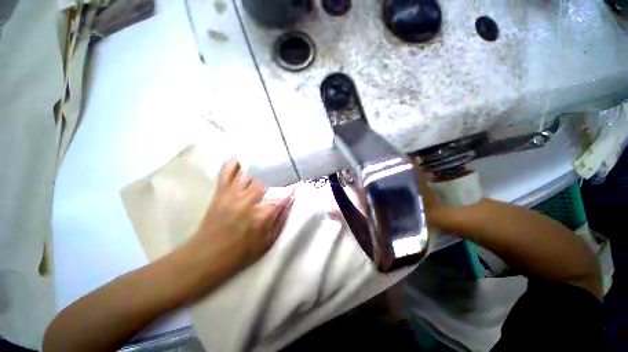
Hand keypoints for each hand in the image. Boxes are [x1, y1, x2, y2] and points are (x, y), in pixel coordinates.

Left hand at [187, 157, 294, 274]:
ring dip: (260, 161)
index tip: (297, 181)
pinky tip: (243, 155)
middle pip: (267, 177)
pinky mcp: (220, 192)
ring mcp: (233, 194)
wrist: (208, 256)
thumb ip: (282, 218)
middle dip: (278, 168)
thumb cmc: (242, 252)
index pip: (283, 194)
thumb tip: (290, 199)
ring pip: (248, 170)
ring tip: (268, 154)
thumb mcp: (269, 241)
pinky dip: (234, 161)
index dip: (292, 187)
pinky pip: (226, 171)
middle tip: (285, 163)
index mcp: (263, 215)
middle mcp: (249, 200)